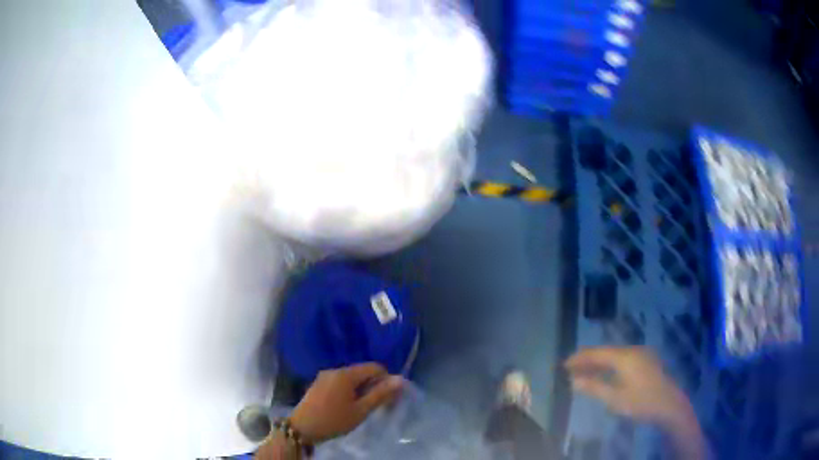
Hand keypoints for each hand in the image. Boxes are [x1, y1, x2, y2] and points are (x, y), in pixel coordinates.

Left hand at [289, 363, 403, 443]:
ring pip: (351, 378)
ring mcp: (324, 376)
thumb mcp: (361, 410)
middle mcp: (335, 370)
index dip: (386, 379)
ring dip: (361, 389)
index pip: (374, 367)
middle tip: (378, 405)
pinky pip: (340, 382)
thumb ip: (380, 394)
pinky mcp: (318, 384)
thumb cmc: (334, 420)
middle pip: (362, 372)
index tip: (390, 397)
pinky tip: (347, 406)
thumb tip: (400, 379)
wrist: (302, 428)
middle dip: (374, 385)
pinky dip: (349, 390)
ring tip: (363, 407)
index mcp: (346, 374)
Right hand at [565, 346, 688, 423]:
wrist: (670, 405)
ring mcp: (642, 355)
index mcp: (624, 357)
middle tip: (571, 369)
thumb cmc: (641, 402)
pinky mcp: (647, 362)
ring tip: (585, 372)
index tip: (564, 364)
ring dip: (599, 363)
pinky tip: (606, 374)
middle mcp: (633, 350)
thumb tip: (573, 381)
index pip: (597, 353)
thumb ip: (594, 387)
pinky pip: (623, 359)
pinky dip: (611, 365)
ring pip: (615, 355)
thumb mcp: (615, 398)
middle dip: (588, 360)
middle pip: (606, 352)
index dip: (580, 358)